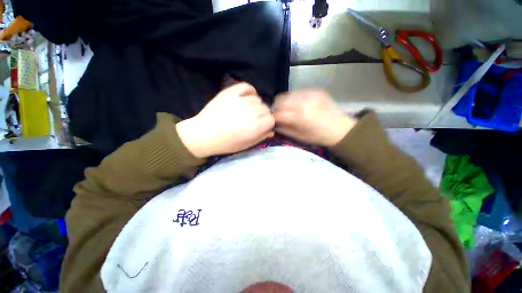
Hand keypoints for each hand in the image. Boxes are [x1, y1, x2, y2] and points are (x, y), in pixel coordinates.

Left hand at [177, 83, 274, 157]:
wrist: (202, 134)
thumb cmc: (225, 143)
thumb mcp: (245, 145)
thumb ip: (261, 137)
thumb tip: (272, 130)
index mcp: (254, 127)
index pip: (271, 119)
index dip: (268, 123)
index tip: (262, 125)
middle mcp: (250, 112)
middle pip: (266, 108)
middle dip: (262, 115)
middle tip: (253, 119)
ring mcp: (240, 100)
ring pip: (258, 99)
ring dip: (255, 105)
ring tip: (247, 110)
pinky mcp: (230, 92)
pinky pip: (247, 86)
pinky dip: (250, 91)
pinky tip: (247, 97)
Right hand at [273, 90, 355, 145]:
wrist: (340, 128)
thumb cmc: (318, 136)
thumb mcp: (299, 137)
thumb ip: (284, 129)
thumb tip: (274, 123)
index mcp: (298, 116)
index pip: (277, 113)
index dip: (273, 117)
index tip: (273, 120)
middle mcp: (302, 102)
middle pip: (280, 100)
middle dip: (277, 107)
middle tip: (280, 113)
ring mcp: (310, 94)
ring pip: (288, 94)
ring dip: (285, 102)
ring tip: (289, 108)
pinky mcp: (315, 90)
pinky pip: (298, 92)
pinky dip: (295, 98)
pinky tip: (300, 104)